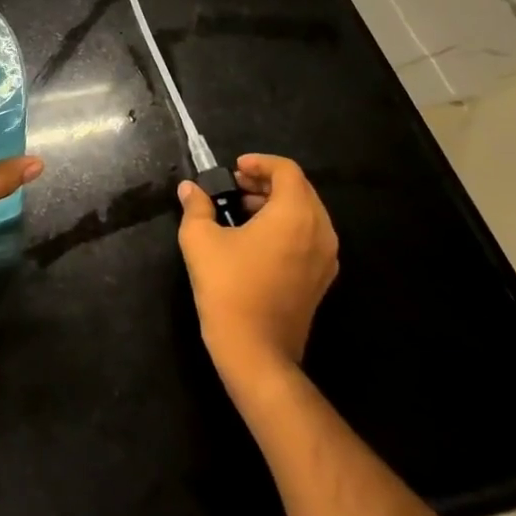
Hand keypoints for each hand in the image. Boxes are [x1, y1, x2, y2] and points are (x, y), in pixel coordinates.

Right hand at [177, 154, 337, 378]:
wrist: (256, 353)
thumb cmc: (229, 288)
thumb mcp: (200, 239)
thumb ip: (196, 206)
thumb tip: (190, 189)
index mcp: (294, 215)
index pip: (287, 171)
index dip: (260, 162)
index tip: (234, 169)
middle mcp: (319, 231)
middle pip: (300, 189)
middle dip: (267, 181)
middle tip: (235, 186)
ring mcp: (325, 258)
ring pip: (307, 213)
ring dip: (277, 203)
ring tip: (242, 210)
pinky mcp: (321, 280)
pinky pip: (309, 236)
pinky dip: (287, 225)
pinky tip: (256, 238)